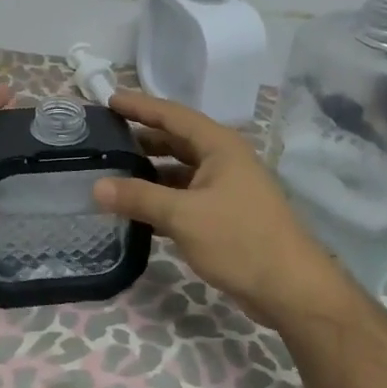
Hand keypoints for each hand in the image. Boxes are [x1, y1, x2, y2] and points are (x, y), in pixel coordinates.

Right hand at [93, 91, 354, 331]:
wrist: (290, 288)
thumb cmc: (239, 240)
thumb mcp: (183, 216)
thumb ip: (139, 197)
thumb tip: (96, 186)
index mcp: (219, 146)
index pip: (172, 115)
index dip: (140, 106)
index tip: (109, 99)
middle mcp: (223, 160)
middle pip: (176, 140)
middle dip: (142, 137)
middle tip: (104, 138)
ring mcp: (226, 187)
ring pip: (180, 170)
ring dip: (149, 171)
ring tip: (113, 172)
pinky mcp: (225, 214)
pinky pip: (185, 195)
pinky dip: (161, 197)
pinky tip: (136, 209)